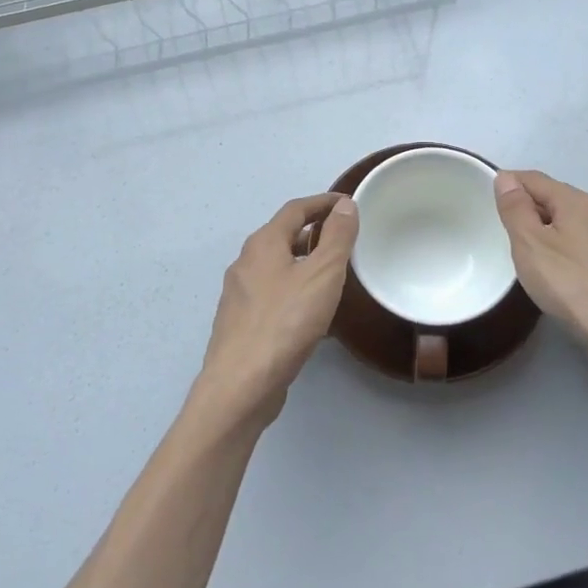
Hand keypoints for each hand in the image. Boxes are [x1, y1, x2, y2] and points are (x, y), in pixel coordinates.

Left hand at [196, 193, 357, 425]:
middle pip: (283, 236)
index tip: (348, 203)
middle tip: (344, 239)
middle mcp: (245, 263)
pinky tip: (313, 314)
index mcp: (263, 244)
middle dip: (314, 233)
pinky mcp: (241, 323)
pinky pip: (273, 295)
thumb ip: (337, 237)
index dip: (323, 202)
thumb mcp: (322, 275)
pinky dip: (295, 291)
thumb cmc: (285, 322)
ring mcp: (239, 295)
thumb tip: (345, 204)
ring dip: (304, 263)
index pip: (295, 209)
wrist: (241, 385)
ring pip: (277, 267)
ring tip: (334, 275)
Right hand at [492, 170, 587, 359]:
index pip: (535, 178)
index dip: (509, 182)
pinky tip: (556, 275)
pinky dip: (563, 253)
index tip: (486, 197)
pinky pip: (583, 251)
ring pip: (571, 227)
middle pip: (555, 200)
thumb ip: (515, 209)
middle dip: (528, 207)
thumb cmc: (573, 285)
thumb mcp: (530, 244)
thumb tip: (506, 178)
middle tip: (501, 227)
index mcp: (576, 202)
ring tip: (524, 252)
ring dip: (547, 232)